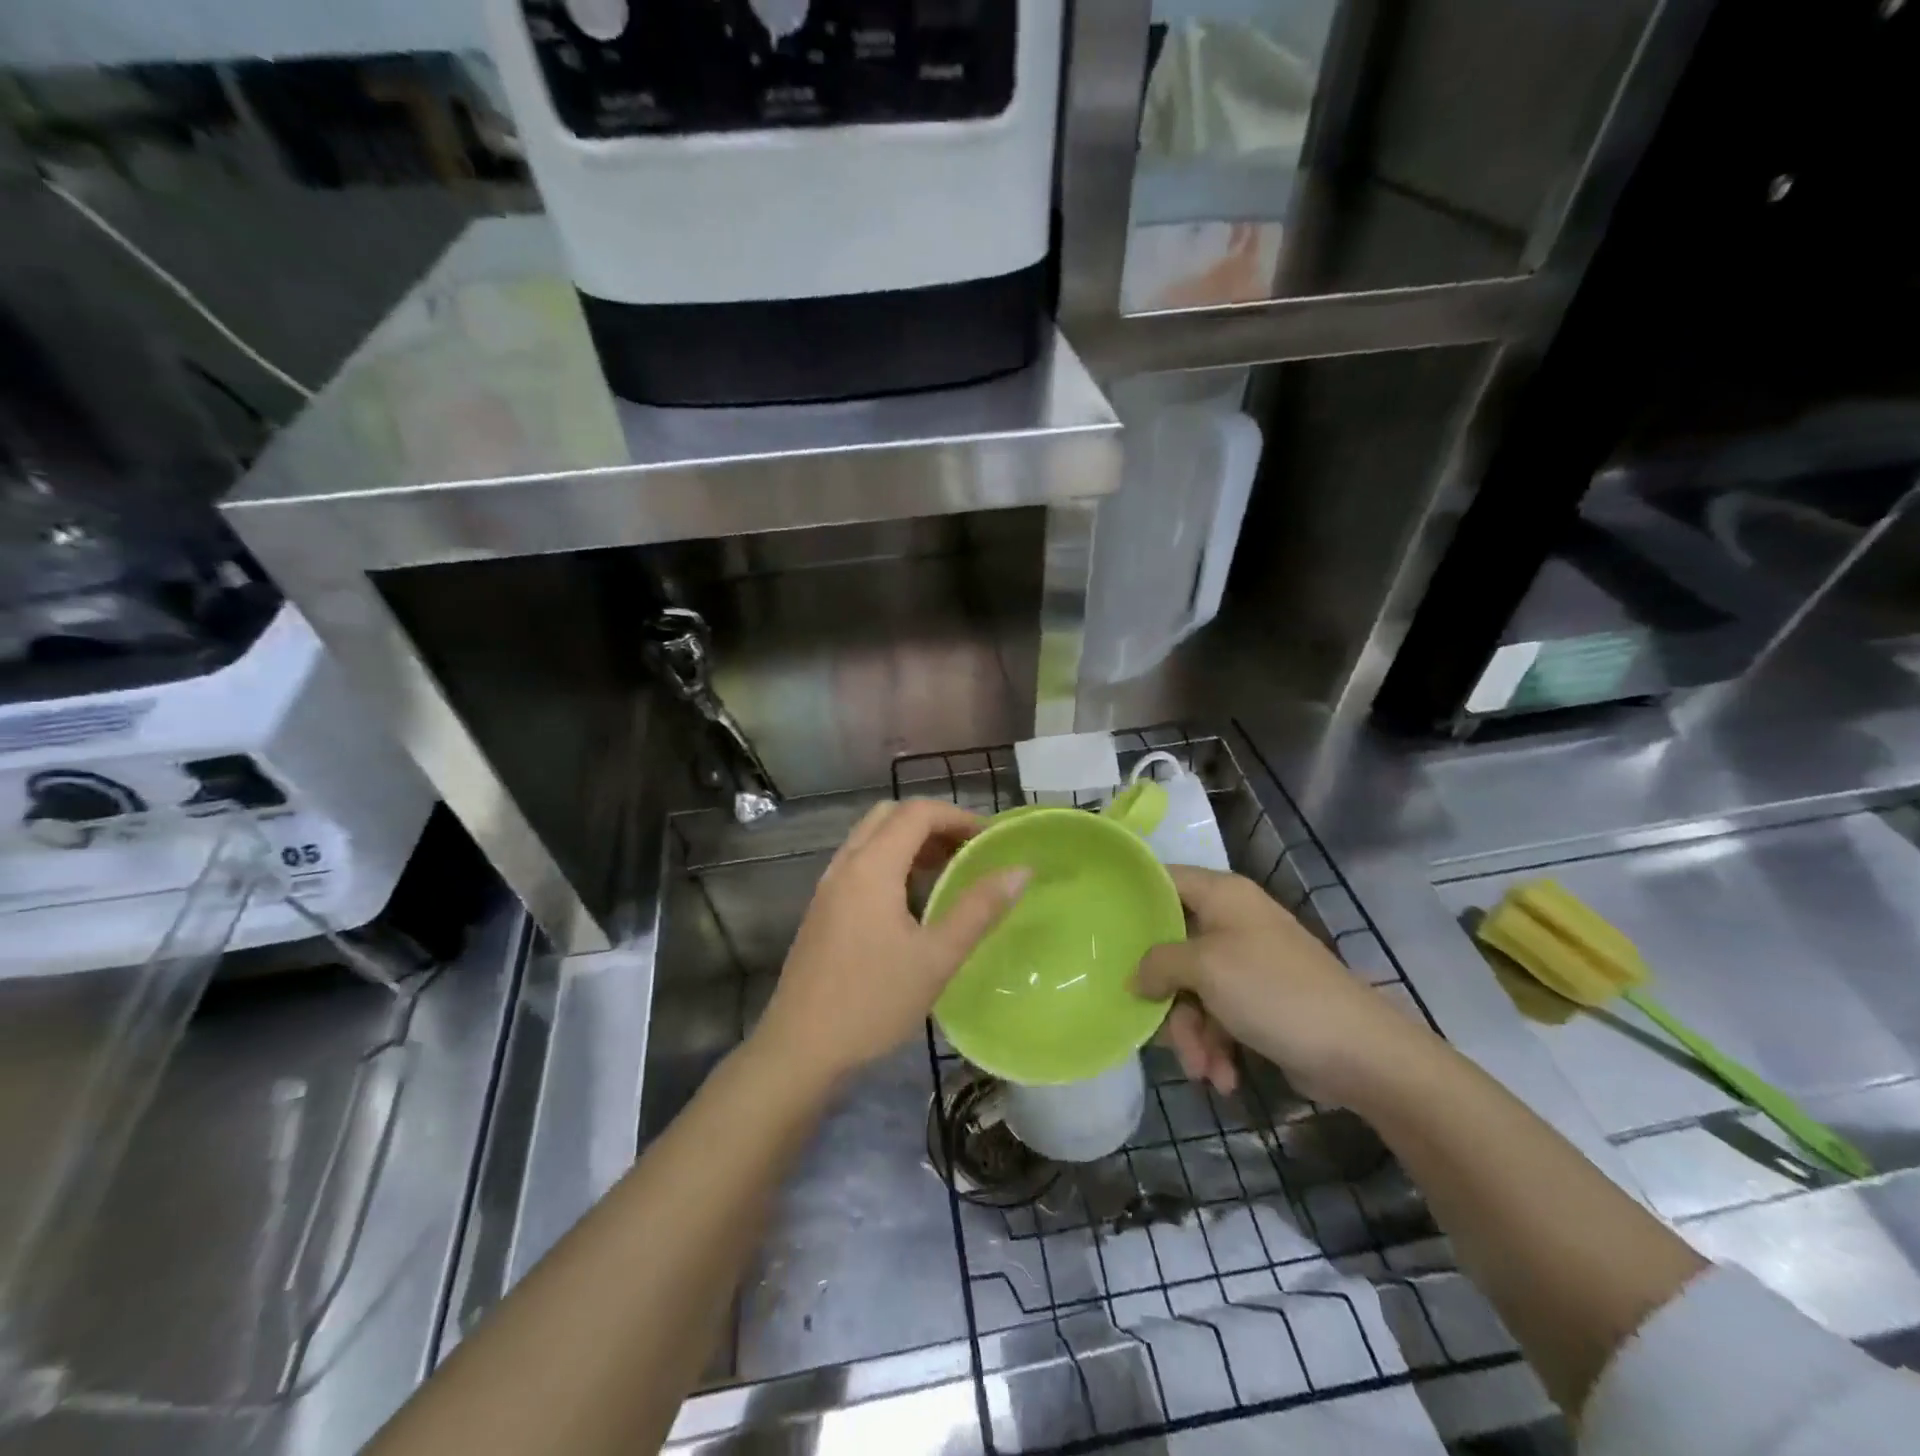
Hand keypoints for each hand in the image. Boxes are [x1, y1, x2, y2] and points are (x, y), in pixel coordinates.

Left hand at [753, 799, 1029, 1090]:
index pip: (917, 812)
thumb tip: (1020, 870)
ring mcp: (828, 887)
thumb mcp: (936, 958)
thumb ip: (979, 909)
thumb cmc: (872, 1002)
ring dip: (910, 842)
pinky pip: (859, 863)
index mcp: (871, 867)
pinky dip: (890, 861)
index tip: (990, 840)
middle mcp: (845, 865)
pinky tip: (912, 902)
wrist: (800, 1050)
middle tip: (968, 851)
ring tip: (948, 873)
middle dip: (933, 823)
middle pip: (890, 815)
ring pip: (871, 838)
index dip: (958, 816)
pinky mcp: (822, 910)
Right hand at [1135, 865, 1431, 1103]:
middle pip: (1172, 946)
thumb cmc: (1274, 992)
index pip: (1163, 879)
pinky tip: (1224, 1077)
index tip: (1101, 928)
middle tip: (1159, 1026)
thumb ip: (1158, 962)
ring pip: (1192, 989)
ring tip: (1204, 1070)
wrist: (1360, 1053)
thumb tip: (1136, 976)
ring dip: (1192, 1033)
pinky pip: (1218, 1014)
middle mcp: (1232, 921)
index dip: (1132, 900)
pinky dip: (1216, 1046)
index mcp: (1222, 895)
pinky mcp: (1259, 1000)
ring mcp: (1247, 962)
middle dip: (1166, 995)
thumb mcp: (1205, 969)